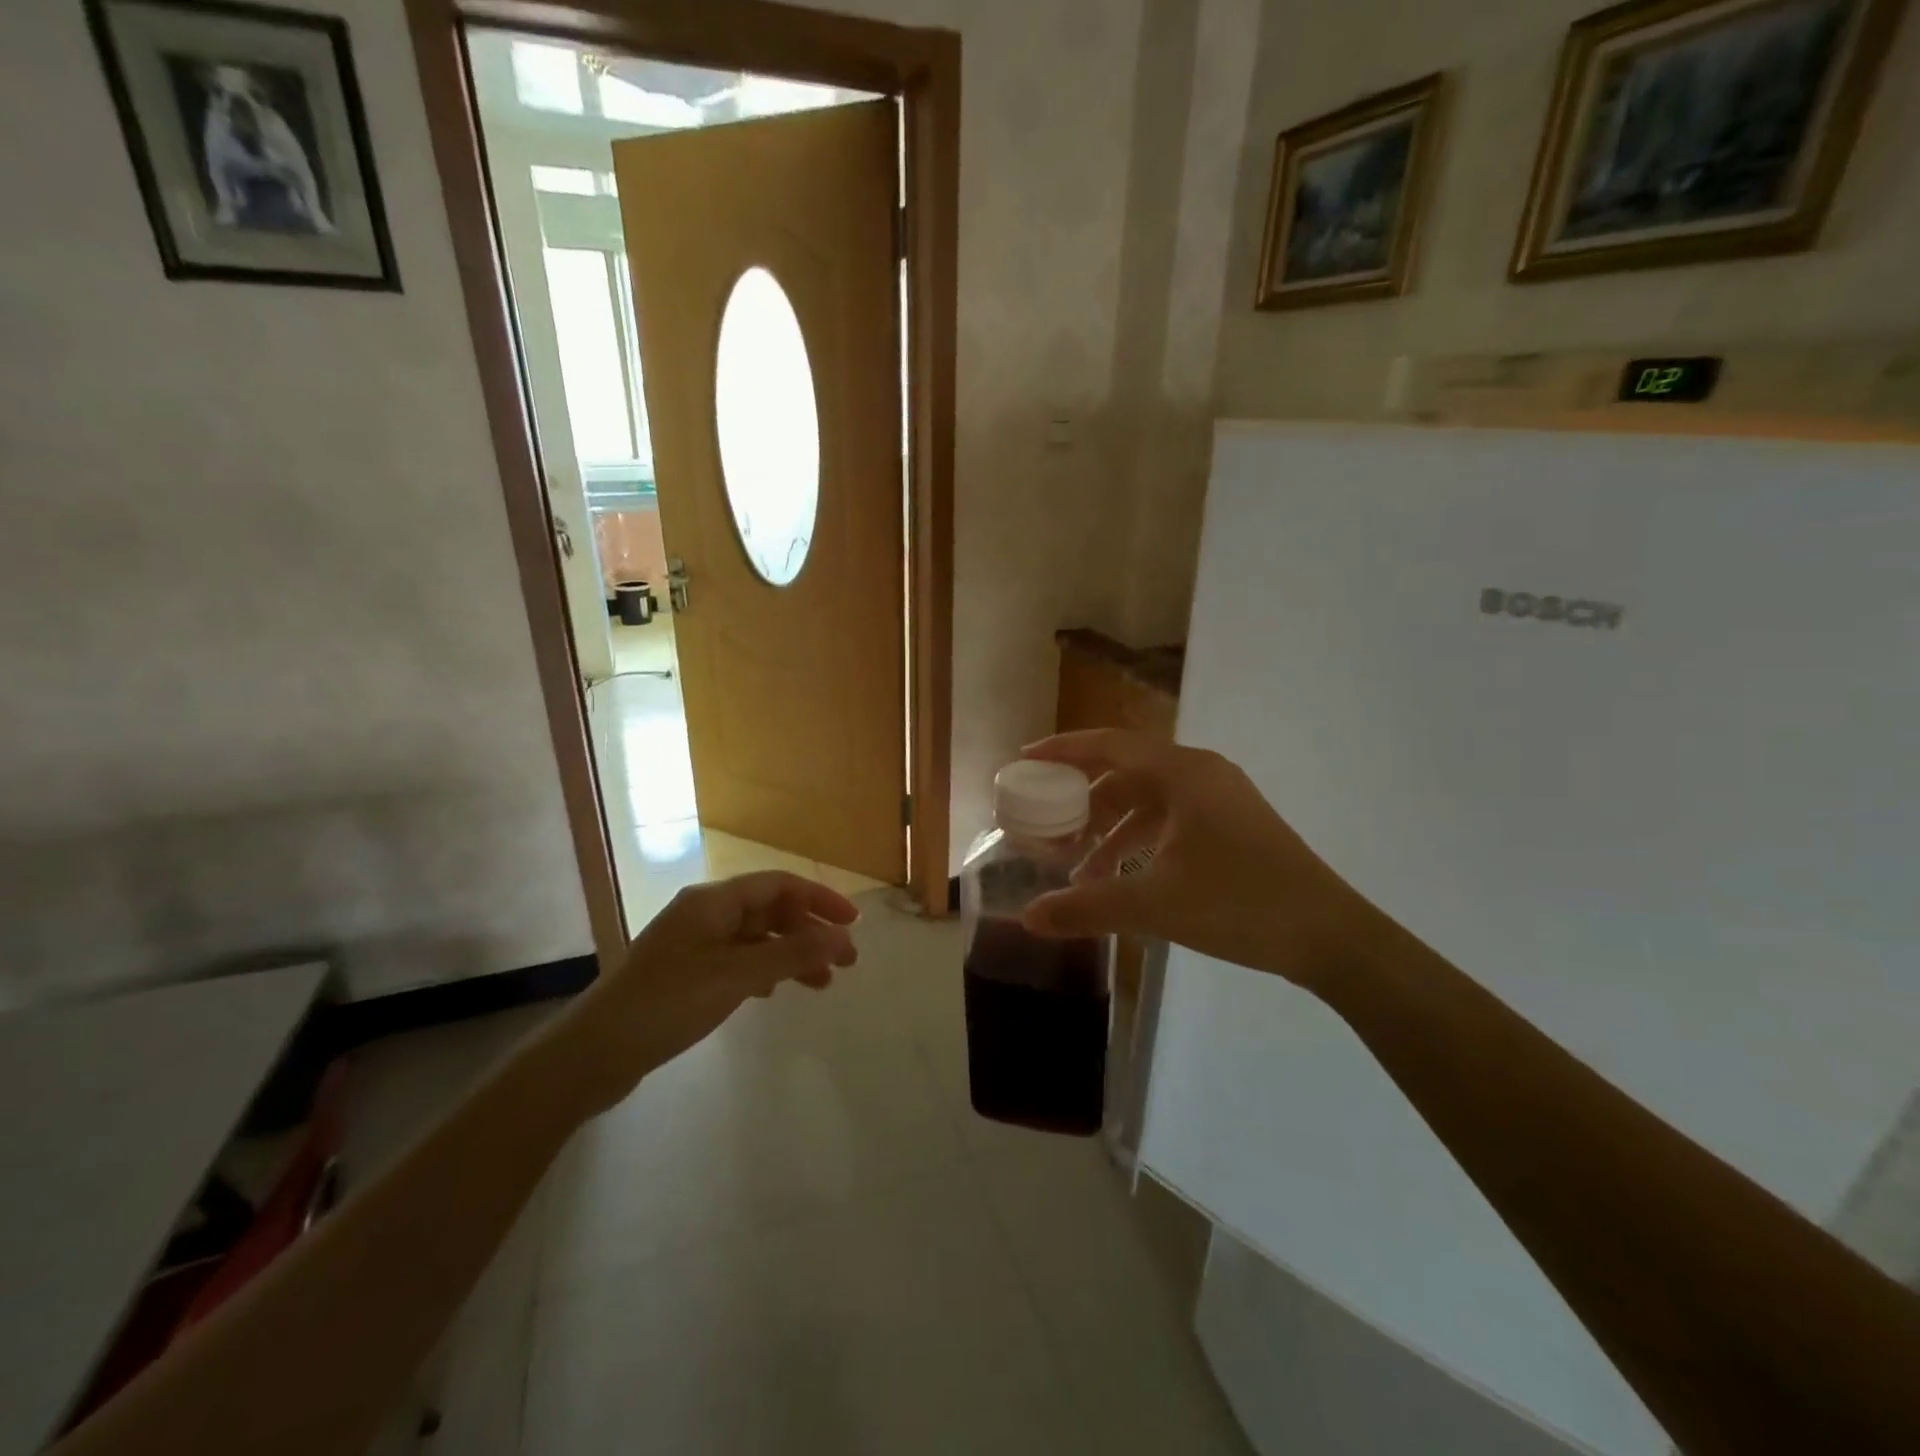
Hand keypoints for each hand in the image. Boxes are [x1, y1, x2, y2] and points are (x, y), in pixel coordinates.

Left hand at [554, 872, 859, 1115]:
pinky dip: (765, 971)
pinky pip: (739, 960)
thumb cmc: (668, 1002)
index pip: (779, 885)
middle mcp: (705, 913)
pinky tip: (776, 993)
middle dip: (809, 931)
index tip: (852, 924)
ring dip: (791, 954)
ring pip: (757, 938)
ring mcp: (694, 943)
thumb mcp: (736, 976)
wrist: (594, 1052)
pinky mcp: (687, 973)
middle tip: (845, 961)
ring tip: (822, 984)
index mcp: (714, 900)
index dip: (820, 899)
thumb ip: (791, 954)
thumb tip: (842, 937)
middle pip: (770, 910)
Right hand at [1020, 730, 1374, 991]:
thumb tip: (1027, 917)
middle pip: (1125, 772)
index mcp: (1182, 773)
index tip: (1024, 760)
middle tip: (1046, 824)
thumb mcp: (1154, 904)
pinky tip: (1120, 877)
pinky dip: (1139, 841)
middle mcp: (1200, 774)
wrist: (1330, 935)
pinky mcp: (1231, 825)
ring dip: (1110, 828)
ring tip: (1077, 866)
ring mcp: (1220, 799)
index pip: (1108, 745)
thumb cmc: (1239, 903)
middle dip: (1082, 800)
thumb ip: (1086, 907)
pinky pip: (1170, 820)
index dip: (1062, 750)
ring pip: (1148, 800)